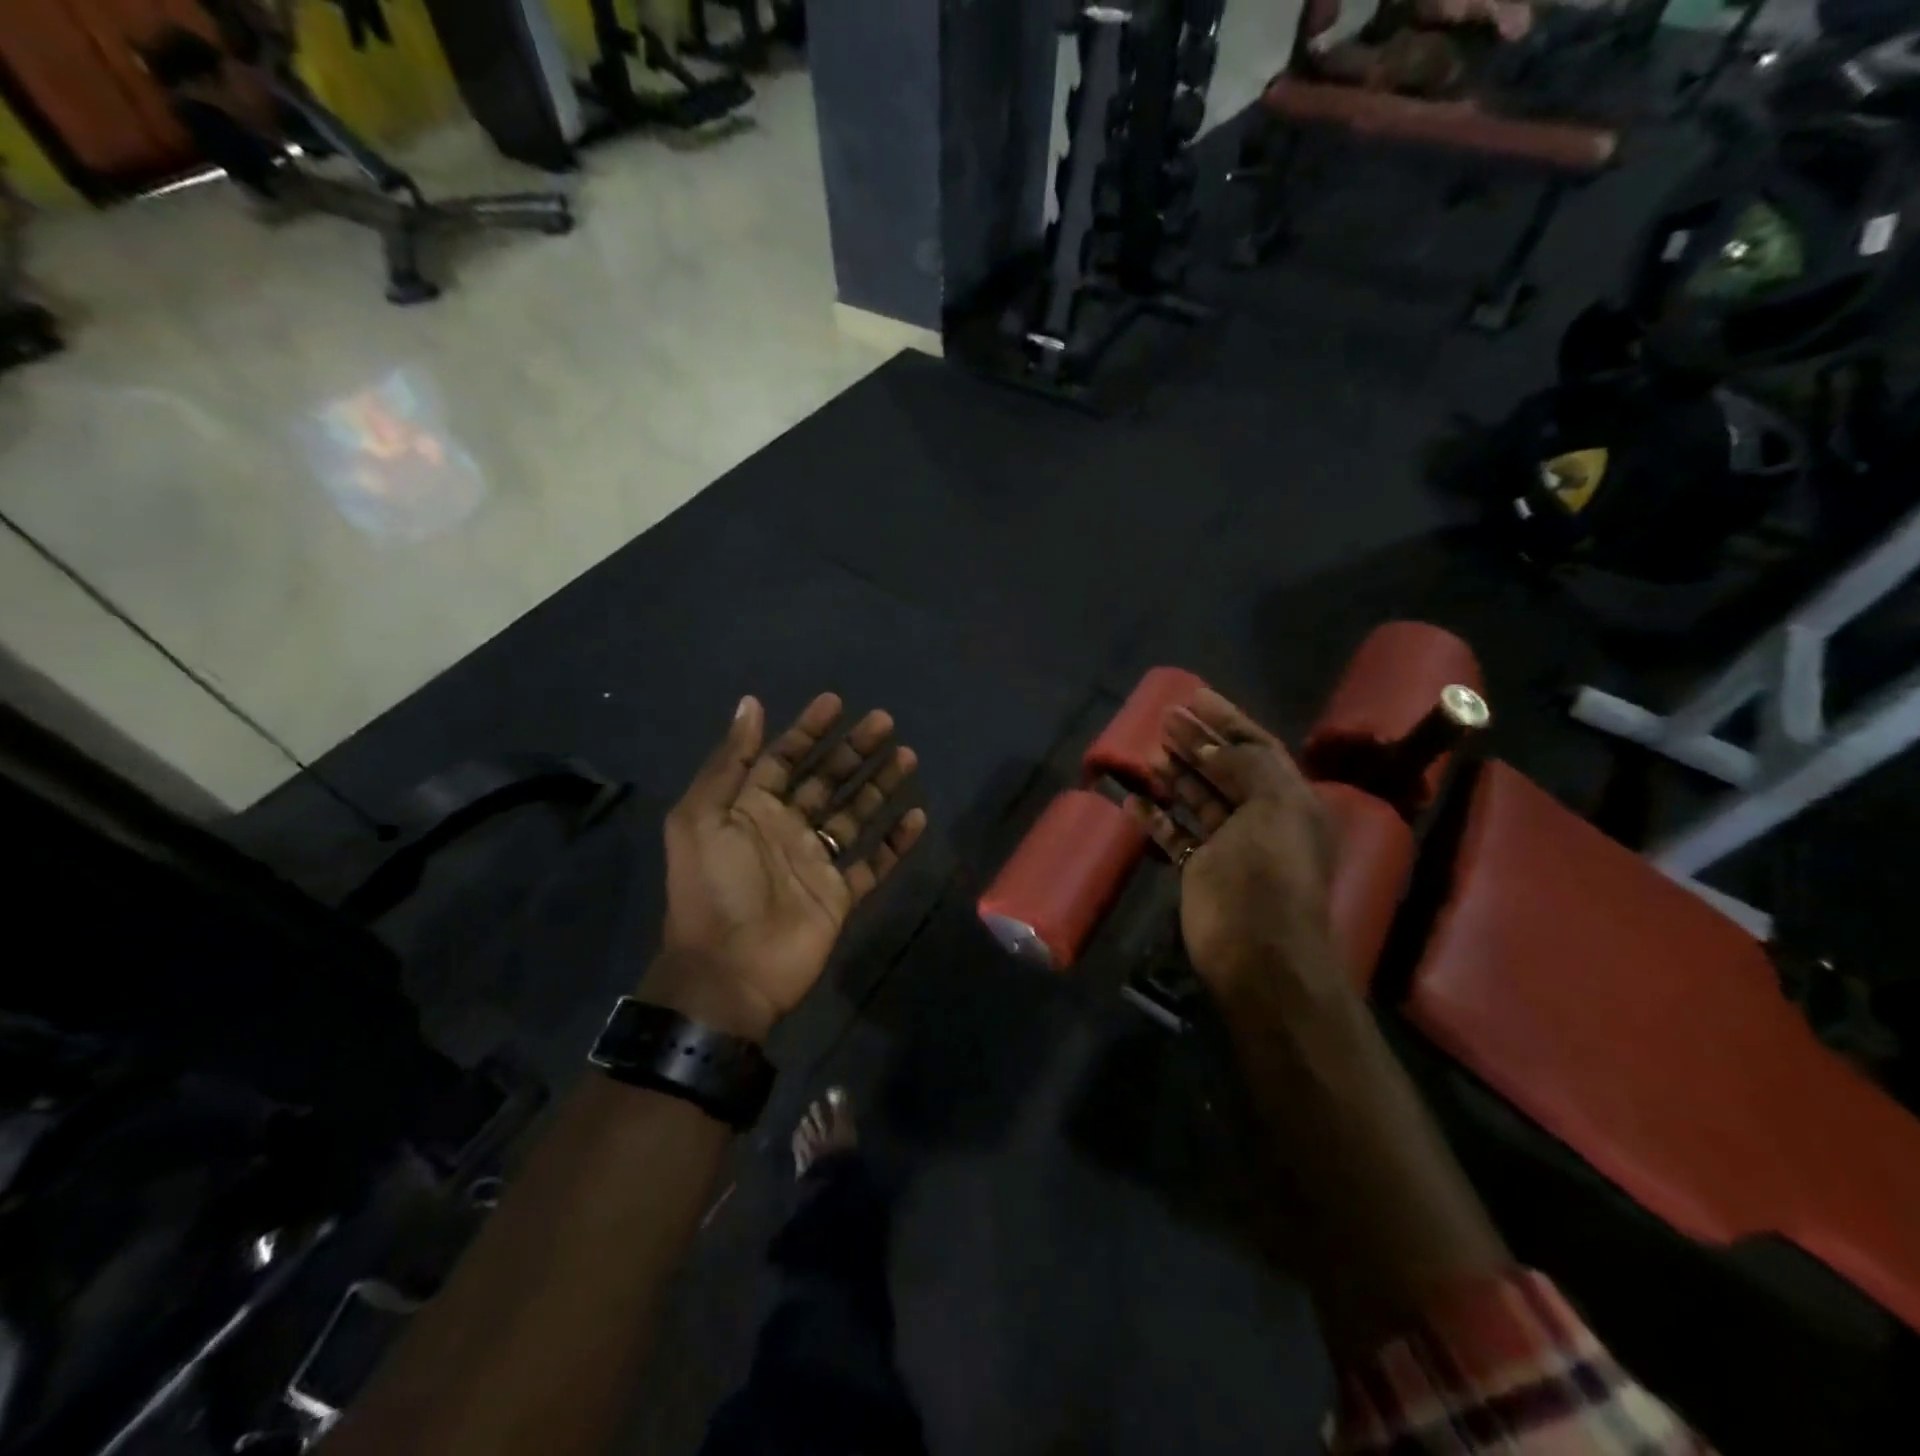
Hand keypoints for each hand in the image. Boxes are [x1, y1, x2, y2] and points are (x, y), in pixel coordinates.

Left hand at [647, 694, 927, 1041]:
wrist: (729, 973)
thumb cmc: (714, 889)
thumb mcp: (702, 818)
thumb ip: (730, 762)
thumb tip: (749, 704)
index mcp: (750, 809)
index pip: (783, 758)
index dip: (808, 729)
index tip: (836, 702)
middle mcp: (785, 829)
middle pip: (827, 780)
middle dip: (854, 750)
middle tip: (885, 721)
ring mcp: (815, 862)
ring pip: (855, 814)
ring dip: (880, 785)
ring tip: (908, 756)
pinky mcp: (840, 894)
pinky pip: (874, 863)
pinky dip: (895, 842)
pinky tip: (917, 816)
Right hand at [1127, 690, 1338, 1000]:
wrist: (1259, 954)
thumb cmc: (1269, 876)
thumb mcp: (1272, 810)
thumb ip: (1247, 768)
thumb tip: (1213, 745)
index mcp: (1289, 800)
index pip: (1257, 748)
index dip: (1227, 720)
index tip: (1195, 697)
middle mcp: (1262, 817)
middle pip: (1225, 769)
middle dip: (1197, 741)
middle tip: (1164, 717)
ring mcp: (1229, 845)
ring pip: (1199, 799)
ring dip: (1176, 774)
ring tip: (1149, 752)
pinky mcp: (1200, 870)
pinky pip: (1175, 835)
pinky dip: (1156, 818)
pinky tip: (1133, 801)